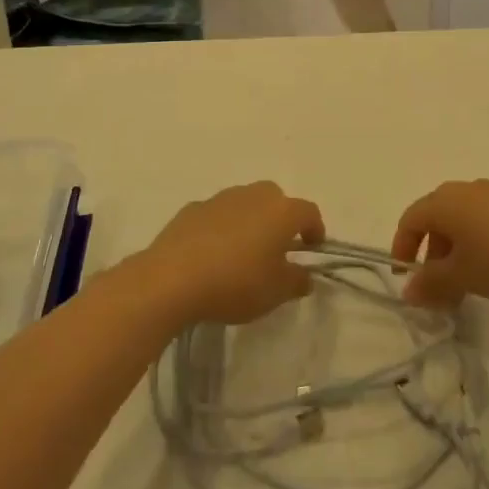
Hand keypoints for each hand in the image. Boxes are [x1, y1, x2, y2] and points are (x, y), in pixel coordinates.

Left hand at [137, 182, 324, 325]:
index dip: (315, 229)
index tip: (312, 249)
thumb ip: (296, 281)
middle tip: (276, 248)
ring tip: (242, 252)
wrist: (173, 278)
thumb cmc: (235, 283)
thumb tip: (304, 275)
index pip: (308, 212)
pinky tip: (212, 254)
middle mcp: (253, 195)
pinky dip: (221, 228)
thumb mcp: (275, 293)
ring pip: (244, 203)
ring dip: (249, 221)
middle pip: (276, 199)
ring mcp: (220, 199)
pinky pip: (216, 215)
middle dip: (280, 219)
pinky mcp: (192, 209)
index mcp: (281, 211)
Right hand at [393, 180, 488, 308]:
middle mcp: (463, 190)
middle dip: (431, 255)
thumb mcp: (462, 277)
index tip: (406, 281)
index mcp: (444, 201)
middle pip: (434, 220)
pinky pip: (483, 220)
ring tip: (467, 284)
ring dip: (455, 252)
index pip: (410, 221)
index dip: (402, 249)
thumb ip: (431, 283)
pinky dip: (477, 243)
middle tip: (439, 289)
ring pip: (460, 222)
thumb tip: (408, 291)